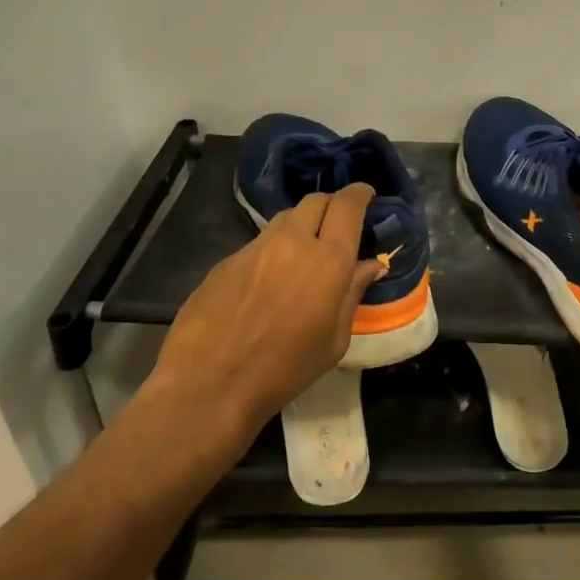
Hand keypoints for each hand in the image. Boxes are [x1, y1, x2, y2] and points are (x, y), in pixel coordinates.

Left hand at [144, 183, 382, 443]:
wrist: (209, 384)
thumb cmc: (285, 370)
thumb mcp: (334, 339)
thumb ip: (353, 293)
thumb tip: (369, 265)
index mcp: (329, 260)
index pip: (348, 204)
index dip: (360, 194)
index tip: (367, 196)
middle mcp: (293, 241)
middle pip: (316, 201)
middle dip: (332, 206)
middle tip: (338, 225)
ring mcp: (255, 247)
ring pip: (285, 219)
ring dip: (302, 225)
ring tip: (304, 252)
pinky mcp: (226, 260)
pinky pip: (259, 243)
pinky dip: (273, 250)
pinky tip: (268, 280)